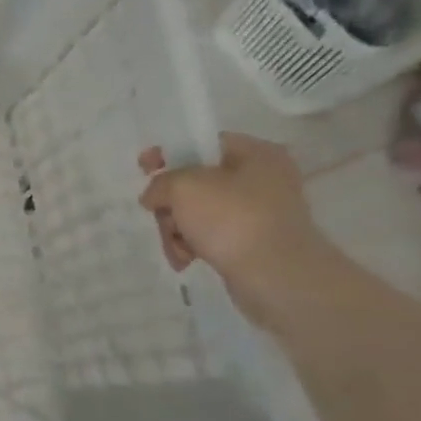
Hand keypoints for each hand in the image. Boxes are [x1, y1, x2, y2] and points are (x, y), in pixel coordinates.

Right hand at [137, 133, 332, 326]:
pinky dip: (192, 246)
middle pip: (194, 183)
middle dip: (170, 205)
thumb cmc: (231, 219)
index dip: (168, 154)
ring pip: (197, 212)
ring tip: (178, 248)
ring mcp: (259, 213)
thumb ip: (161, 182)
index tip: (144, 168)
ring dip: (176, 229)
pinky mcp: (252, 242)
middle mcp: (262, 179)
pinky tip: (187, 260)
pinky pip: (210, 236)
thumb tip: (154, 196)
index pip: (202, 144)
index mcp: (256, 154)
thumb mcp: (183, 187)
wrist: (276, 275)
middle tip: (162, 219)